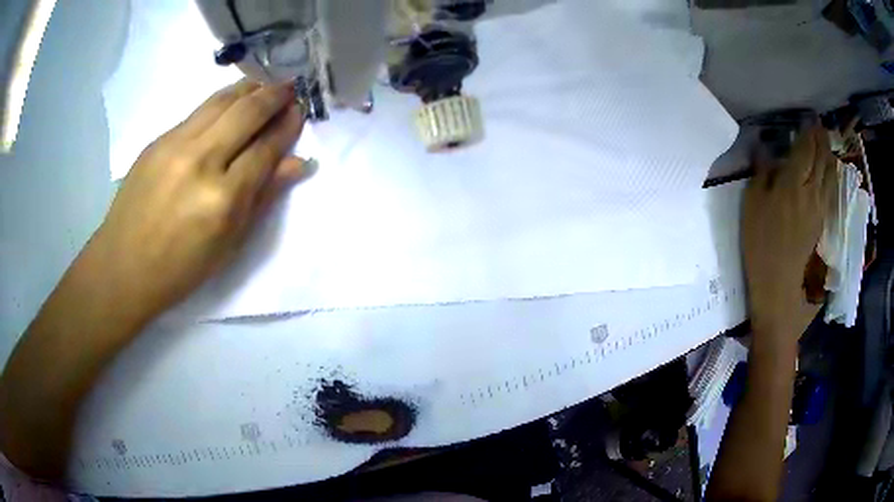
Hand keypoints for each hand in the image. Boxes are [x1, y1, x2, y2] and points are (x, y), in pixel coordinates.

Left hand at [90, 79, 311, 324]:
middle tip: (291, 87)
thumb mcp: (229, 244)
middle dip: (274, 95)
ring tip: (265, 84)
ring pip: (221, 101)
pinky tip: (229, 104)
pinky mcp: (158, 140)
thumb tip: (298, 163)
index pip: (265, 148)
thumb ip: (263, 198)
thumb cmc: (181, 268)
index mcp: (223, 199)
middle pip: (247, 112)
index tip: (301, 111)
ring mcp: (175, 145)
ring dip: (249, 88)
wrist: (124, 266)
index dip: (287, 126)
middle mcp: (201, 161)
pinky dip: (221, 102)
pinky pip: (197, 112)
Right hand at [742, 126, 836, 343]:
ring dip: (829, 157)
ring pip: (830, 174)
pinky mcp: (822, 221)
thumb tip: (768, 152)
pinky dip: (832, 176)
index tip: (811, 120)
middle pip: (821, 159)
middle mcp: (811, 190)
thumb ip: (763, 173)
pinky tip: (831, 173)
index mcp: (793, 182)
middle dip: (822, 141)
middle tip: (820, 128)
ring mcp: (819, 207)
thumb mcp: (752, 203)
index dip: (810, 133)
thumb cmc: (760, 241)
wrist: (778, 282)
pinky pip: (830, 191)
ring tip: (827, 146)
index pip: (806, 149)